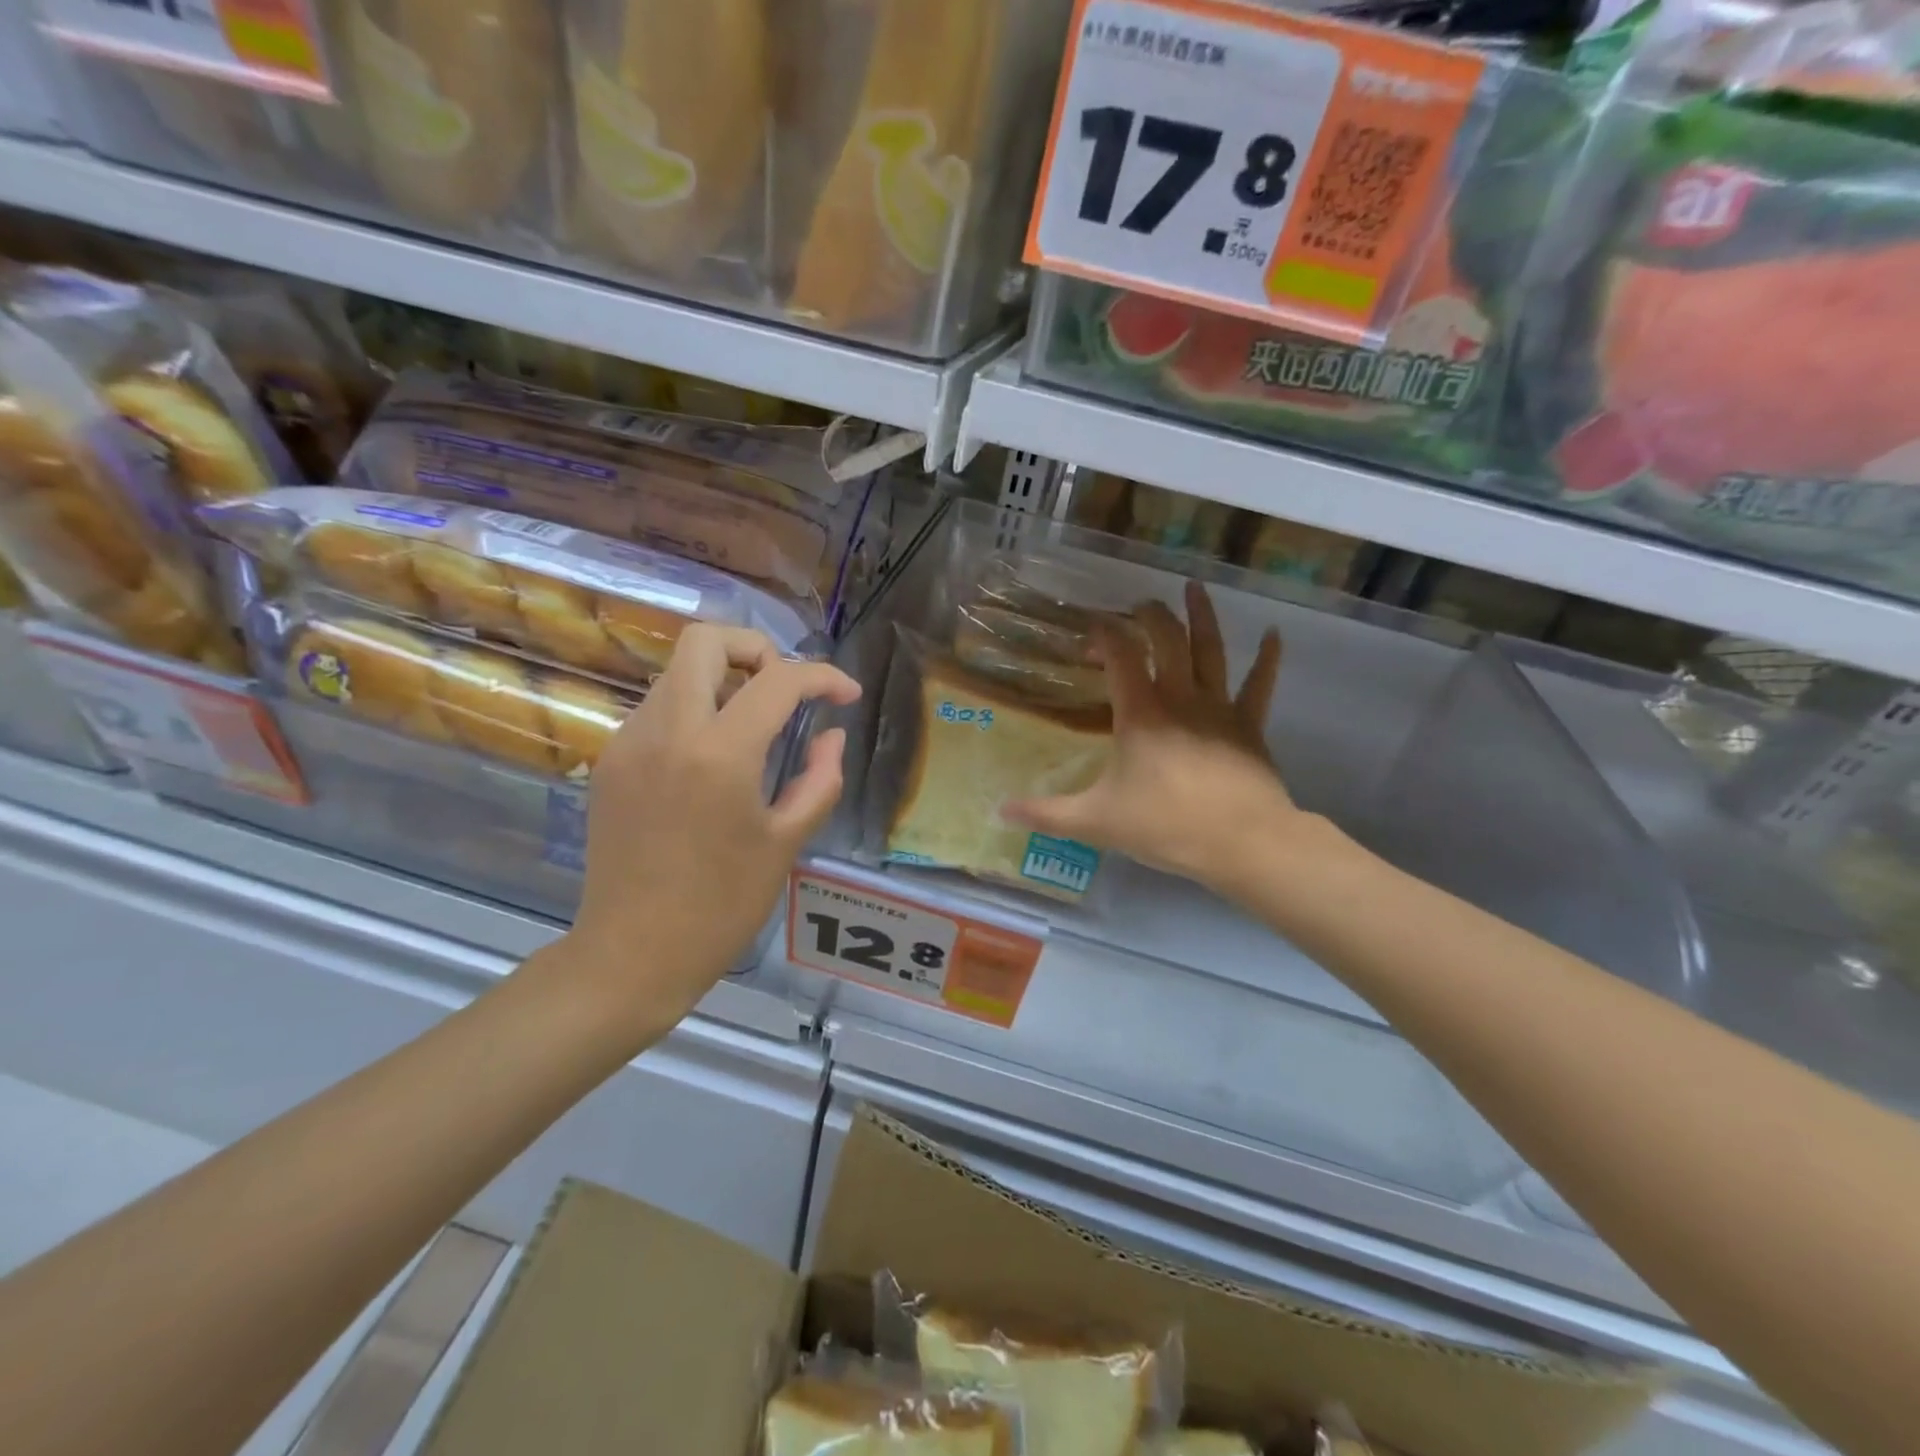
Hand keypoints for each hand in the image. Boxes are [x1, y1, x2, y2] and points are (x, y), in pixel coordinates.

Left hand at [567, 625, 860, 1035]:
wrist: (632, 954)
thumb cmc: (721, 907)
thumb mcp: (786, 843)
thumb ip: (819, 779)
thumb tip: (830, 737)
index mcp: (720, 754)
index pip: (778, 681)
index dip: (823, 677)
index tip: (846, 696)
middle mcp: (667, 731)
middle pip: (704, 641)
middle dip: (755, 648)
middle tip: (783, 689)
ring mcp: (629, 742)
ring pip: (677, 673)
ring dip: (722, 680)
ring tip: (753, 727)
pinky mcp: (609, 761)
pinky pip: (658, 709)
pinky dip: (694, 710)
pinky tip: (712, 759)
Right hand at [1004, 581, 1297, 890]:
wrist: (1241, 842)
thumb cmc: (1165, 825)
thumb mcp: (1096, 822)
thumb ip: (1046, 813)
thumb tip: (1000, 810)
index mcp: (1140, 713)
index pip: (1120, 654)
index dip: (1104, 634)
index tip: (1090, 630)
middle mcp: (1179, 697)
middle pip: (1166, 639)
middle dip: (1150, 616)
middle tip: (1137, 607)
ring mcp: (1219, 707)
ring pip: (1211, 649)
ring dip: (1201, 616)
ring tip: (1194, 587)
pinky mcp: (1250, 725)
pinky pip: (1259, 684)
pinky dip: (1268, 658)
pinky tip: (1275, 635)